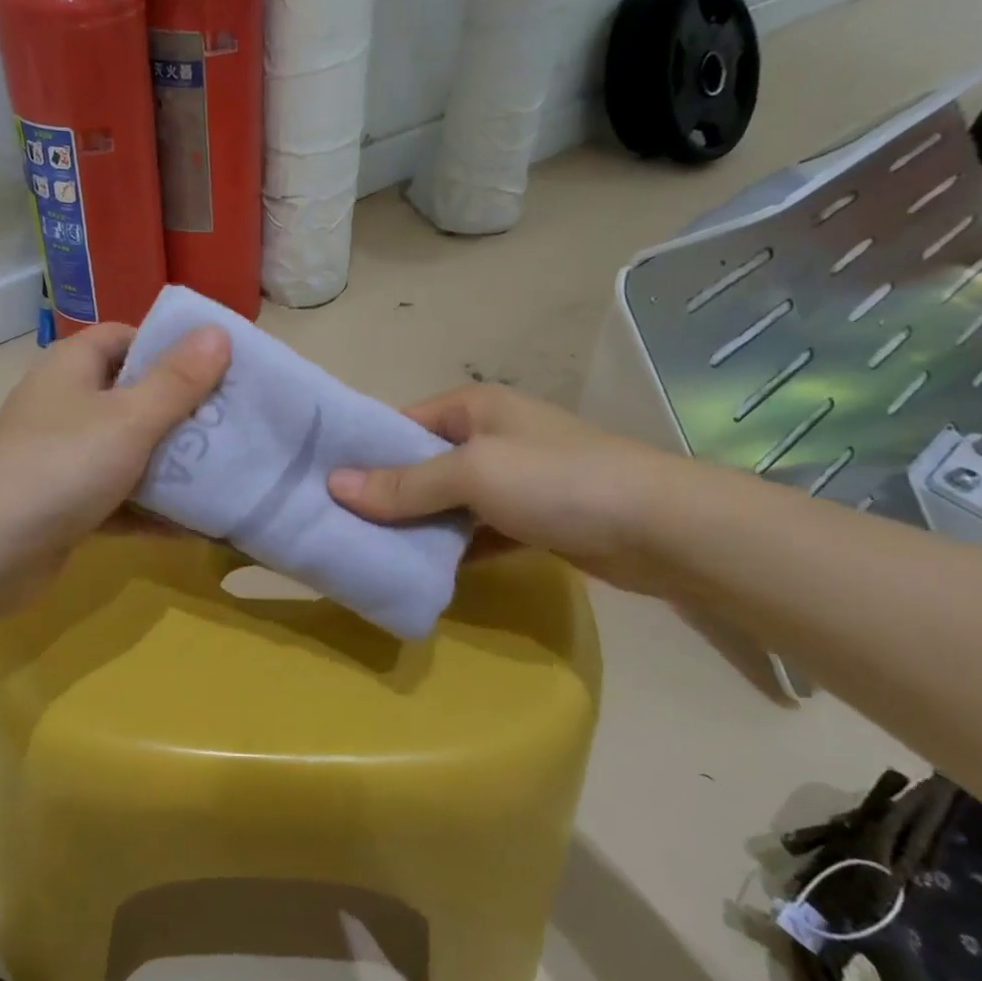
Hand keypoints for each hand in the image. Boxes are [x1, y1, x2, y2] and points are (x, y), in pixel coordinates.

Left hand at [0, 322, 229, 615]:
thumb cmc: (62, 465)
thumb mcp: (130, 418)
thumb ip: (178, 380)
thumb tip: (218, 332)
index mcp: (73, 367)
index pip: (126, 338)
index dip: (170, 347)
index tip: (217, 368)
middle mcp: (66, 405)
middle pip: (133, 396)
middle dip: (182, 411)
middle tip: (233, 423)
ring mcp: (64, 457)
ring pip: (129, 451)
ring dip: (171, 464)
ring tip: (228, 470)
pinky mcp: (66, 504)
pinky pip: (119, 498)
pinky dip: (151, 509)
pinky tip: (196, 523)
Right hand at [326, 384, 682, 591]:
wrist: (659, 527)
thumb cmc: (556, 481)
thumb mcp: (471, 473)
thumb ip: (404, 484)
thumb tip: (334, 486)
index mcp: (473, 408)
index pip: (401, 424)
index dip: (362, 453)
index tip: (322, 486)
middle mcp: (489, 436)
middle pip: (421, 466)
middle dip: (385, 496)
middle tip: (338, 527)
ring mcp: (512, 480)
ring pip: (447, 503)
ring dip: (417, 527)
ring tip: (368, 553)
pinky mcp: (531, 520)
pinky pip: (475, 532)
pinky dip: (453, 549)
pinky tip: (422, 572)